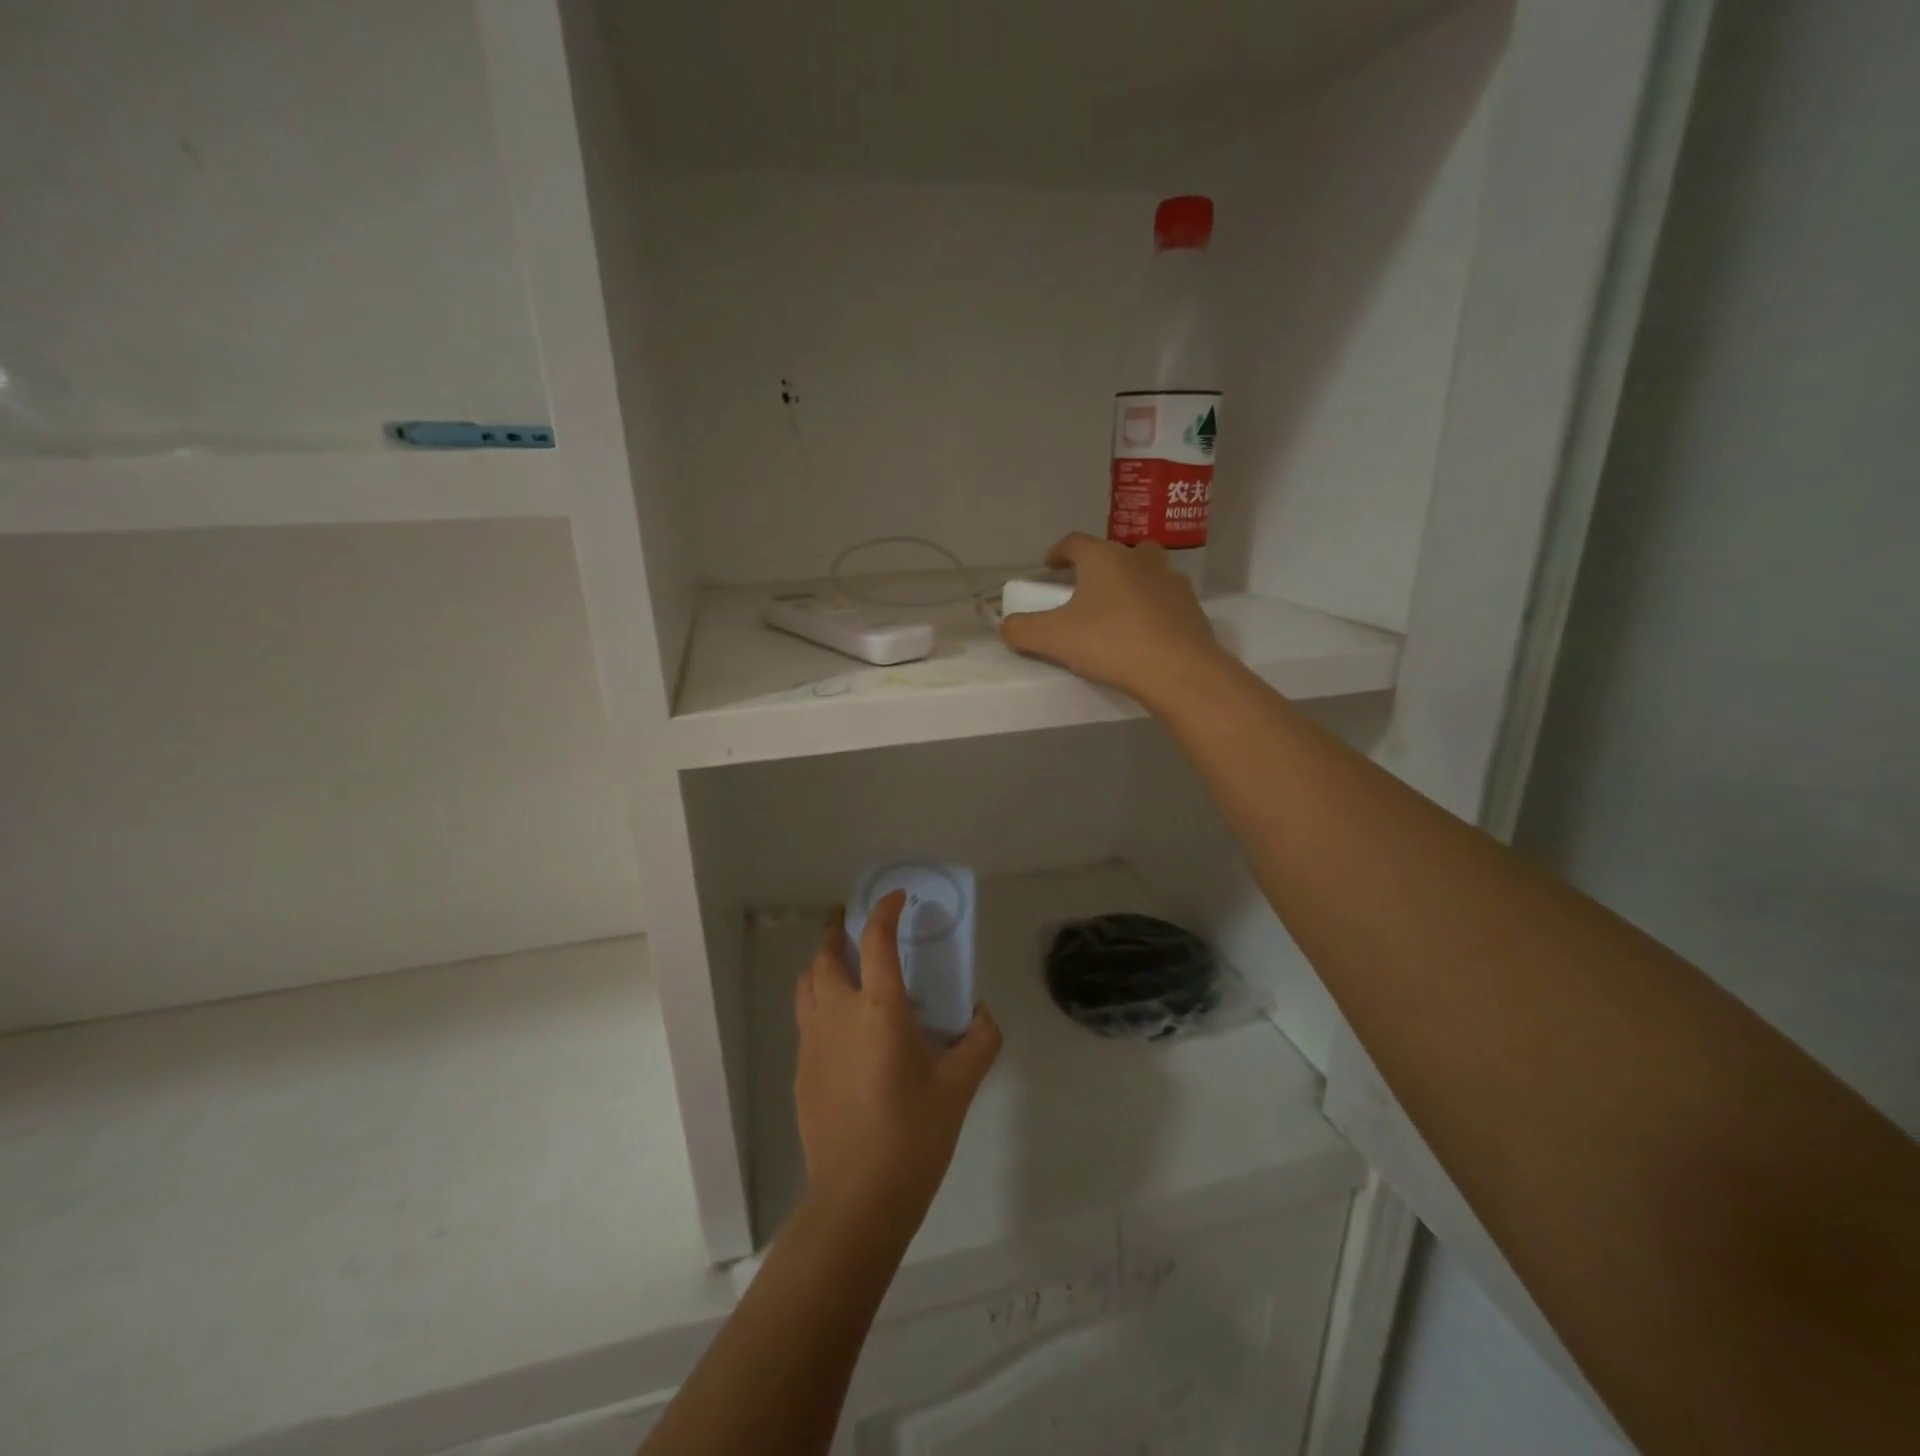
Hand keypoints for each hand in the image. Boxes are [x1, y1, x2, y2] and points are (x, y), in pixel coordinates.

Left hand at [794, 891, 1000, 1241]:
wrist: (856, 1200)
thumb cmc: (913, 1137)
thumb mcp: (960, 1088)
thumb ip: (979, 1041)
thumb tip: (982, 1014)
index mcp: (879, 1009)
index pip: (877, 940)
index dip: (886, 910)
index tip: (898, 897)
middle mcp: (838, 1013)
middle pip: (826, 953)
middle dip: (839, 928)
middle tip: (856, 920)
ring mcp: (813, 1041)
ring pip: (808, 982)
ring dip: (823, 961)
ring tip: (844, 962)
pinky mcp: (802, 1069)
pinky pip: (806, 1016)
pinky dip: (819, 998)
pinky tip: (842, 1022)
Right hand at [1000, 533, 1226, 710]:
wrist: (1178, 671)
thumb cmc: (1111, 644)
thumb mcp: (1053, 640)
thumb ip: (1022, 630)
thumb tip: (1007, 626)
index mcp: (1104, 558)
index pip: (1075, 543)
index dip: (1058, 552)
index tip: (1048, 566)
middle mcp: (1140, 559)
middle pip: (1113, 553)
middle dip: (1096, 567)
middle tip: (1082, 590)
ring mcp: (1171, 581)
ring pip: (1144, 573)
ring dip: (1128, 584)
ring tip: (1114, 610)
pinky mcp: (1191, 607)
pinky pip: (1164, 600)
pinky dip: (1151, 609)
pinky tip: (1143, 632)